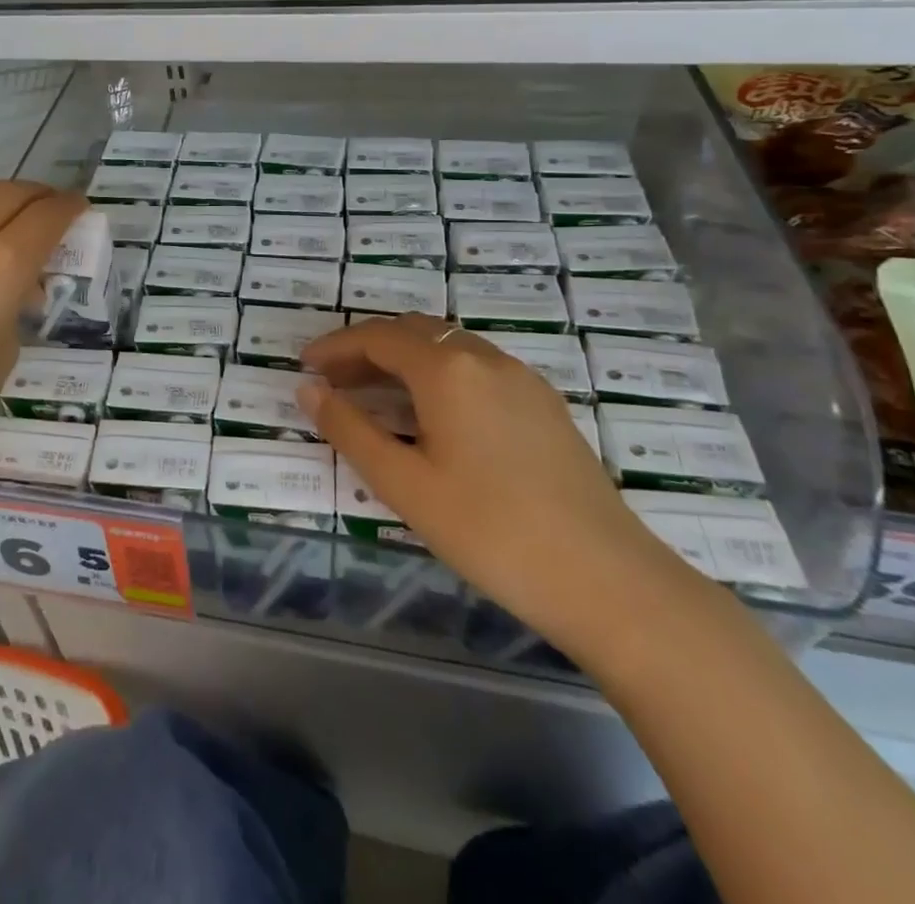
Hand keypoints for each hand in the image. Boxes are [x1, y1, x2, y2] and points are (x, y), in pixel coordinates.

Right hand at [300, 315, 678, 649]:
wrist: (608, 582)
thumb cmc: (491, 531)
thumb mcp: (404, 484)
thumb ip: (349, 430)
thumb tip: (308, 390)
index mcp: (448, 369)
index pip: (377, 337)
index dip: (335, 347)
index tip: (305, 365)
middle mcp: (485, 358)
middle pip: (413, 333)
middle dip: (366, 349)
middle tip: (333, 381)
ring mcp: (522, 379)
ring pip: (448, 348)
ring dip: (404, 360)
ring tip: (374, 396)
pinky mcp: (545, 405)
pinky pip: (477, 369)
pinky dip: (439, 375)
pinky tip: (433, 415)